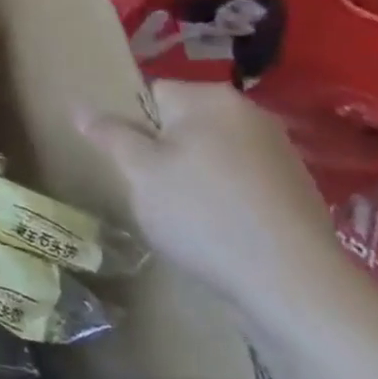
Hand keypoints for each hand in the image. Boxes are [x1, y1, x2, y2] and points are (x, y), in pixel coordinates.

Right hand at [78, 81, 347, 315]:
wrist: (295, 285)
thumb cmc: (204, 214)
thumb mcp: (139, 172)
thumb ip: (109, 133)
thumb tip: (80, 107)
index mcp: (209, 98)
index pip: (151, 93)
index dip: (132, 126)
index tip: (130, 163)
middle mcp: (248, 113)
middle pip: (183, 122)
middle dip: (163, 151)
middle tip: (152, 190)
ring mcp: (279, 151)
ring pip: (211, 152)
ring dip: (193, 174)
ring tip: (186, 215)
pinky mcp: (297, 189)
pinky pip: (240, 179)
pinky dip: (224, 196)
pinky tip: (220, 229)